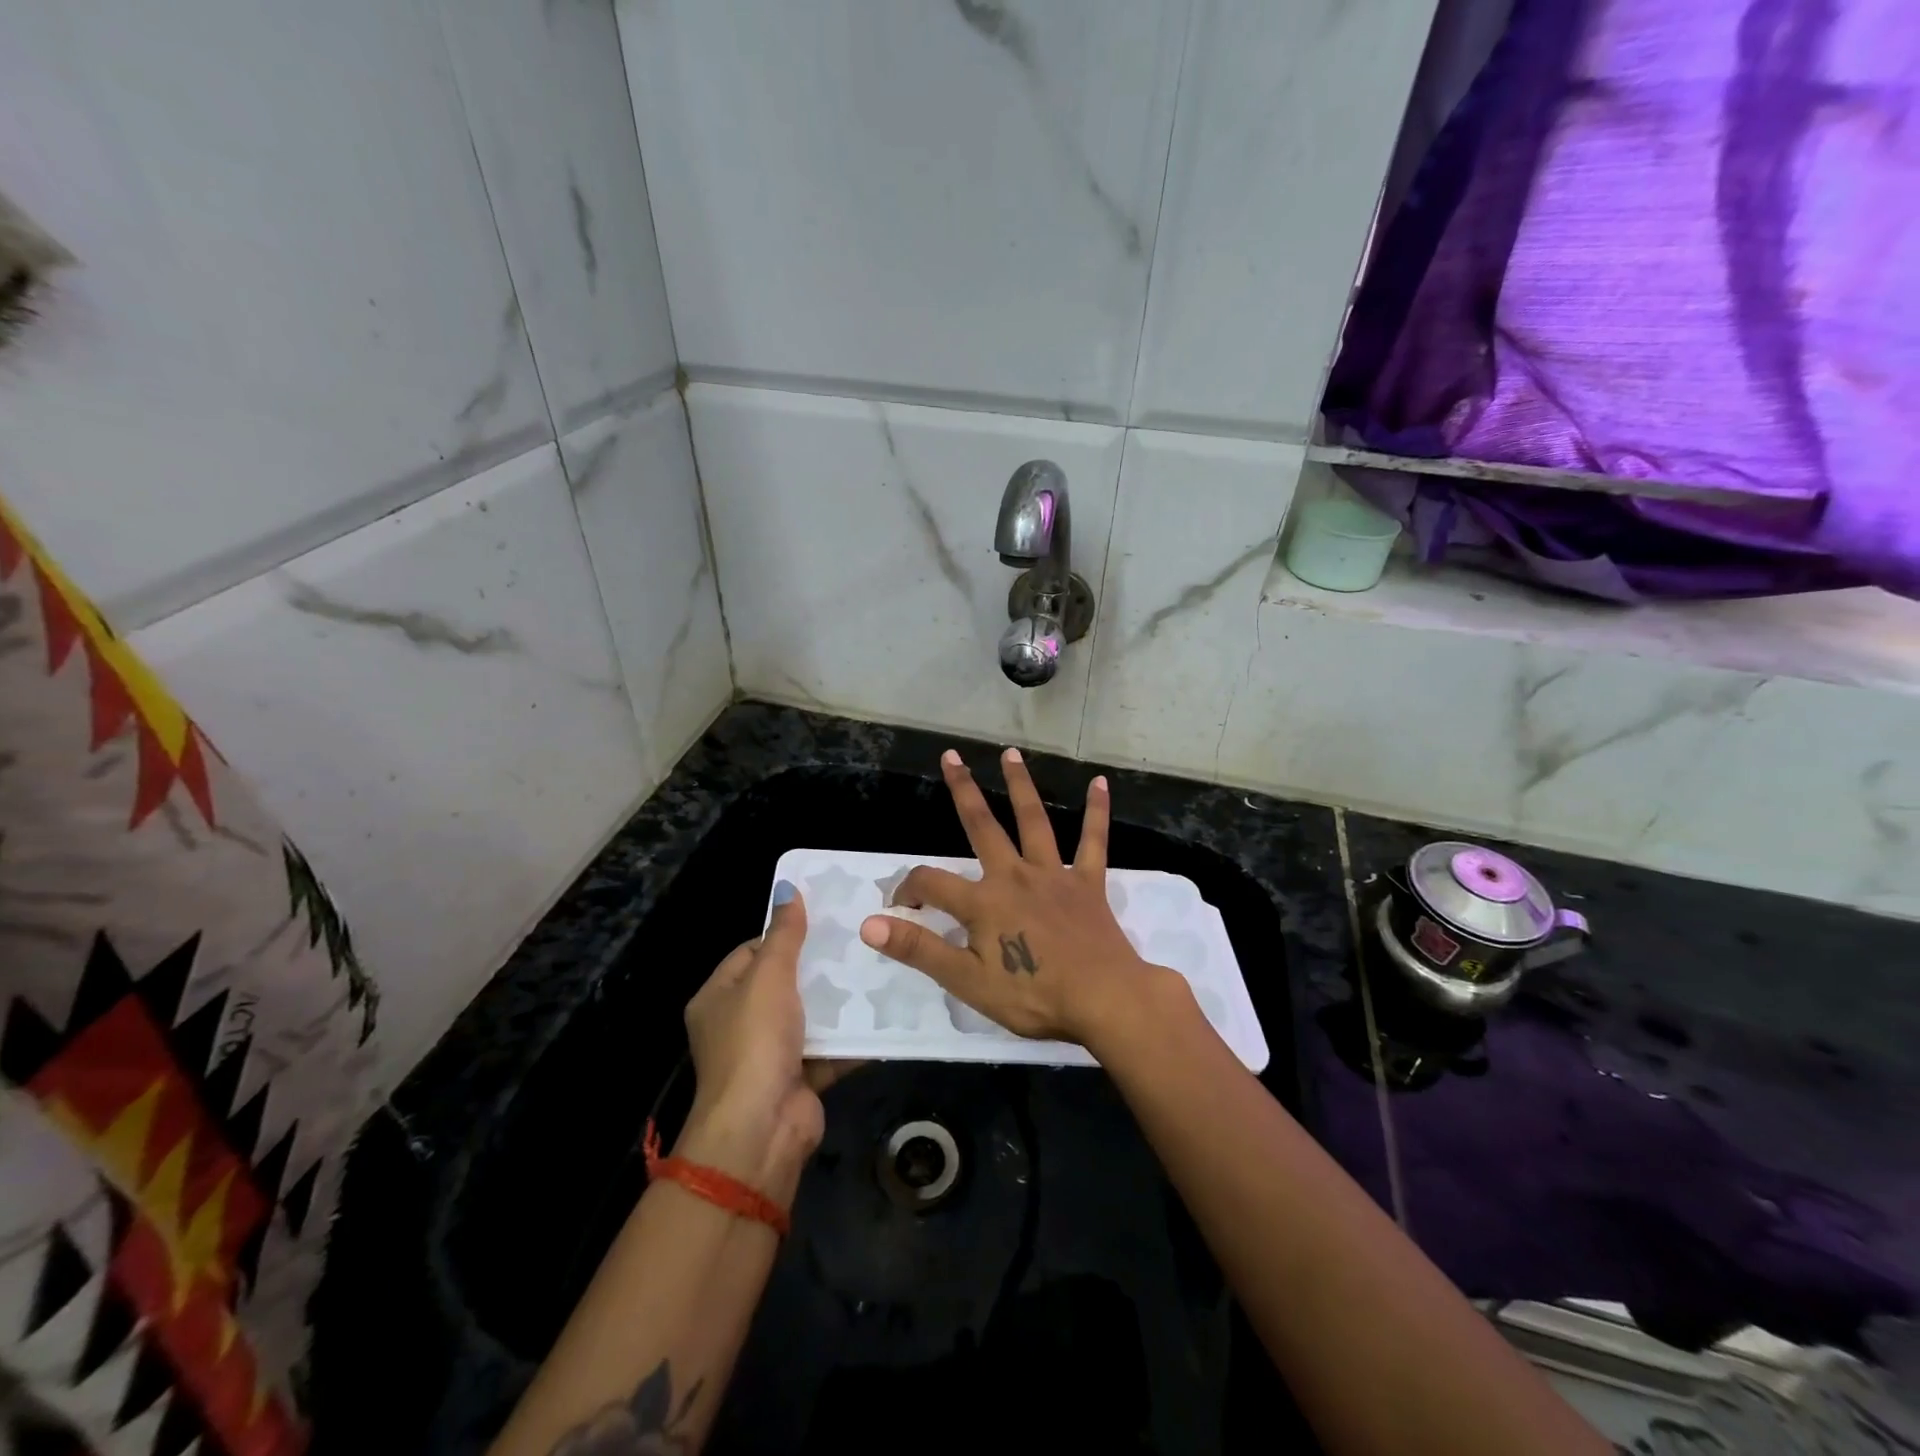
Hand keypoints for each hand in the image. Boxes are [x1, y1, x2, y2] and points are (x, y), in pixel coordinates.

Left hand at [678, 887, 849, 1205]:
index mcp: (718, 998)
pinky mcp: (801, 1078)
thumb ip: (784, 934)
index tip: (823, 920)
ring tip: (878, 968)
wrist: (761, 1129)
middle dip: (819, 966)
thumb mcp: (768, 977)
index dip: (783, 935)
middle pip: (784, 984)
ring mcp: (771, 1054)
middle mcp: (740, 1025)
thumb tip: (788, 887)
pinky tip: (885, 1012)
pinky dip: (853, 1036)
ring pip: (811, 1016)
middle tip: (859, 940)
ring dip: (840, 1000)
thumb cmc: (755, 1042)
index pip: (750, 952)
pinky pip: (830, 1049)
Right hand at [857, 748, 1172, 1048]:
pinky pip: (1093, 841)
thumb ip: (918, 948)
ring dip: (1020, 785)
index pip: (931, 883)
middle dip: (964, 790)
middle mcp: (1015, 875)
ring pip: (1033, 821)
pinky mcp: (1088, 883)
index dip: (908, 889)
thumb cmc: (1033, 995)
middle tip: (951, 756)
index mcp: (983, 902)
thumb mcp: (966, 980)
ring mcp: (1054, 875)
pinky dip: (1096, 812)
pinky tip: (1099, 783)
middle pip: (982, 826)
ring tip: (1010, 753)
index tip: (899, 906)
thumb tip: (869, 923)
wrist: (1104, 1000)